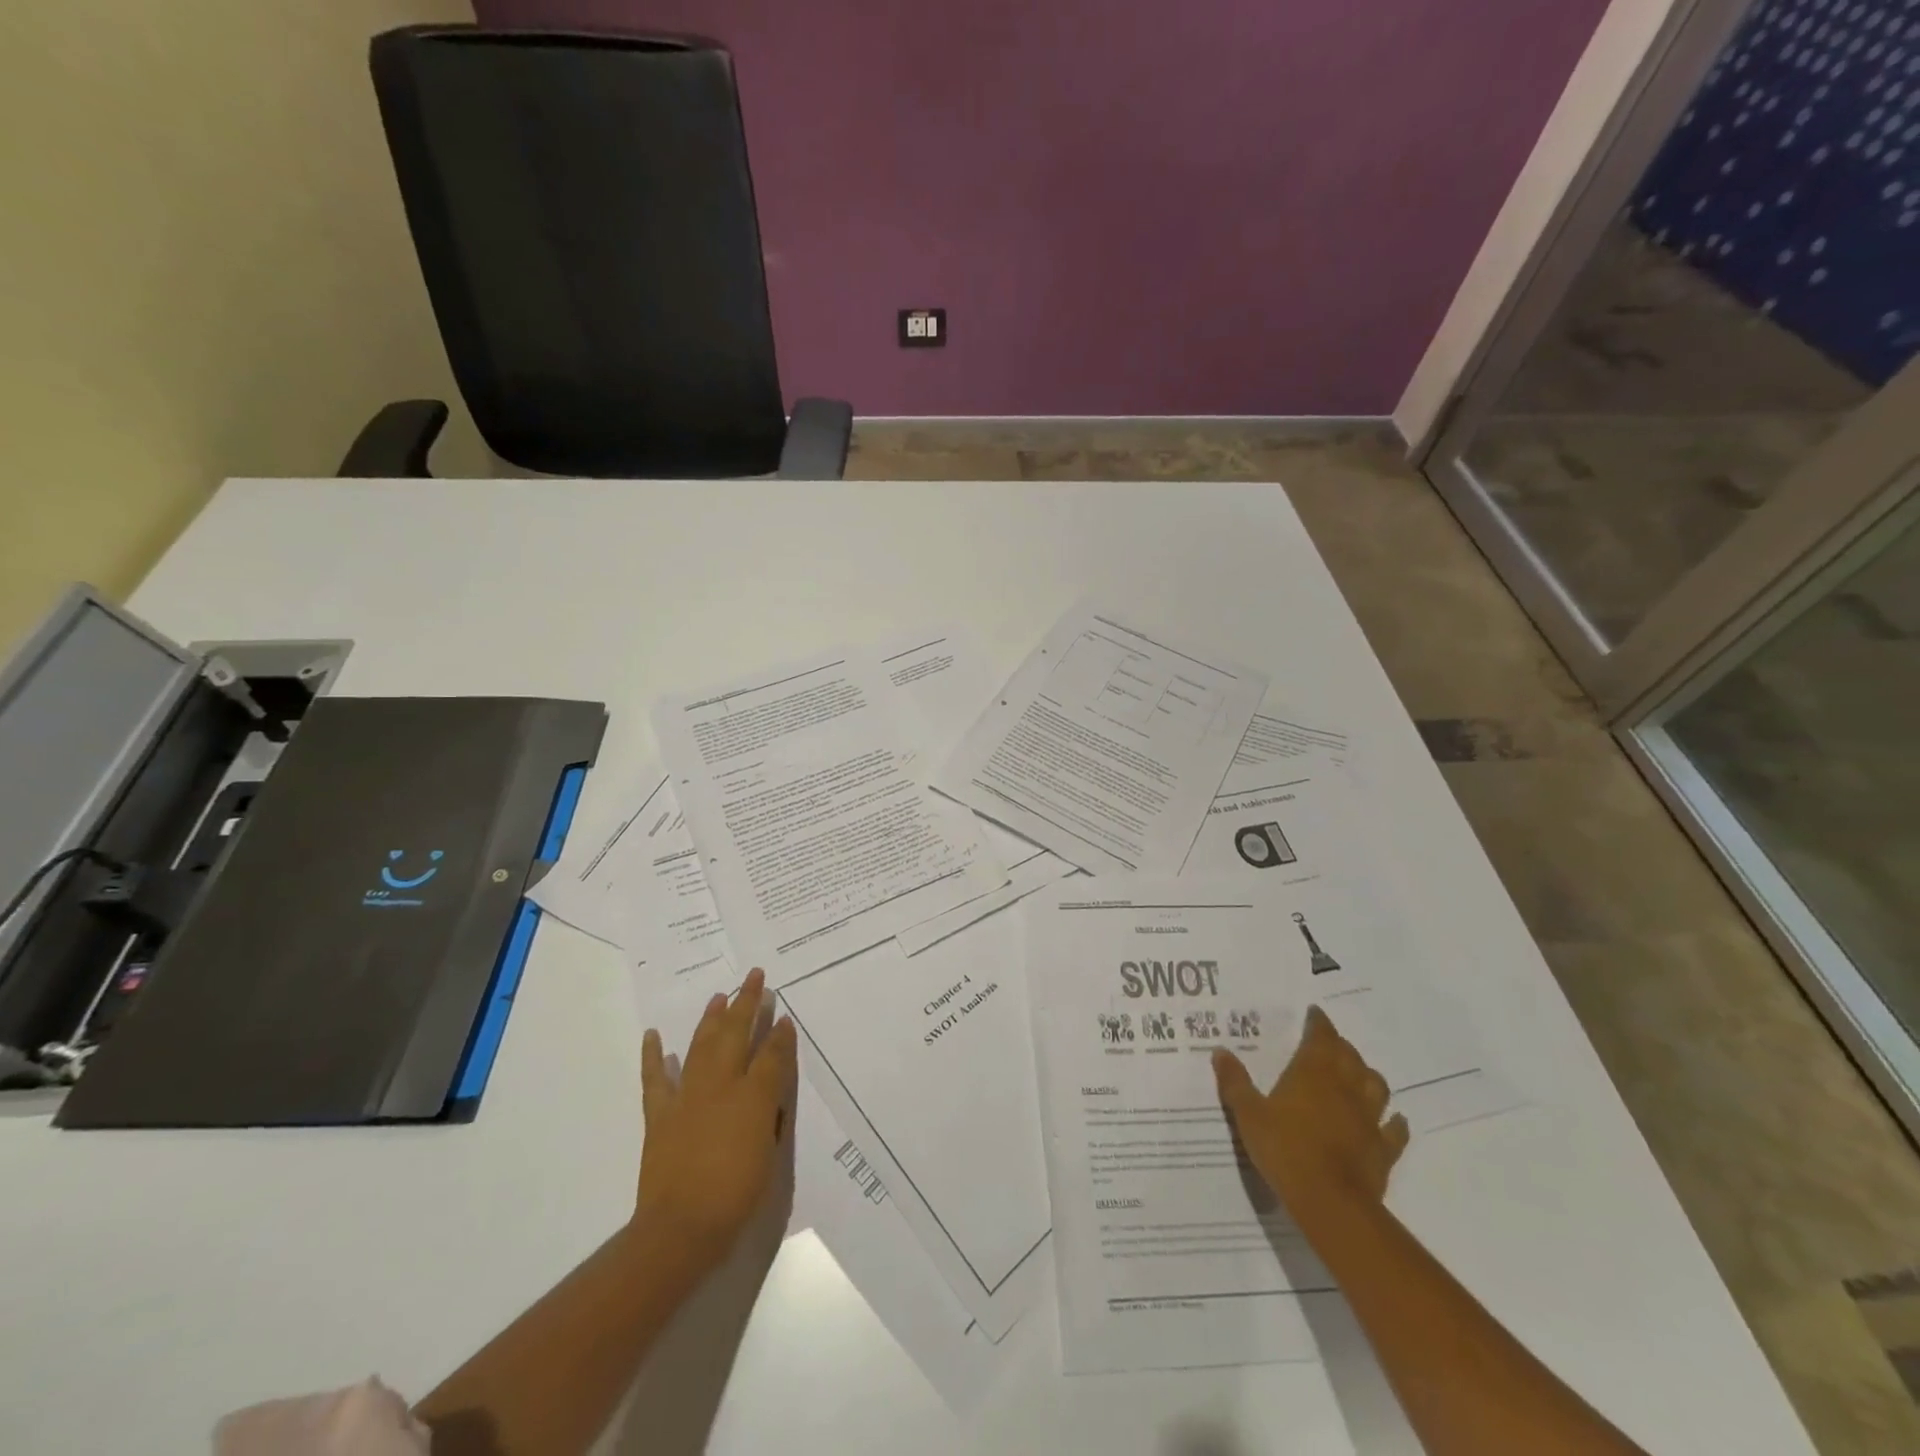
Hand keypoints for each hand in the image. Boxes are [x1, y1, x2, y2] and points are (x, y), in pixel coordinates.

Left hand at [635, 968, 796, 1273]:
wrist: (682, 1227)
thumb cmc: (737, 1192)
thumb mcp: (769, 1149)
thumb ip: (773, 1107)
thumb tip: (772, 1076)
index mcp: (752, 1095)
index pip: (771, 1054)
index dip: (779, 1033)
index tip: (784, 1014)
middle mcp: (721, 1086)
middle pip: (736, 1034)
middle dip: (747, 1003)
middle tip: (754, 976)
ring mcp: (687, 1097)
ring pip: (701, 1045)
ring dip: (711, 1018)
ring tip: (719, 996)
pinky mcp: (660, 1114)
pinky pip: (655, 1078)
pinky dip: (653, 1055)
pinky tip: (653, 1035)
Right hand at [1213, 1004, 1408, 1230]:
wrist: (1330, 1201)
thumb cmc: (1284, 1149)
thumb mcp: (1248, 1114)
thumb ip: (1234, 1082)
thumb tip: (1220, 1051)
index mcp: (1312, 1072)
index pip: (1321, 1036)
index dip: (1319, 1023)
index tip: (1315, 1014)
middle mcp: (1344, 1087)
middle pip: (1349, 1056)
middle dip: (1340, 1046)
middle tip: (1329, 1043)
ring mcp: (1368, 1118)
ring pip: (1376, 1085)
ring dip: (1368, 1076)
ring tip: (1358, 1075)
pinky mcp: (1383, 1148)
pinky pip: (1395, 1130)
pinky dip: (1395, 1122)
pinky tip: (1394, 1120)